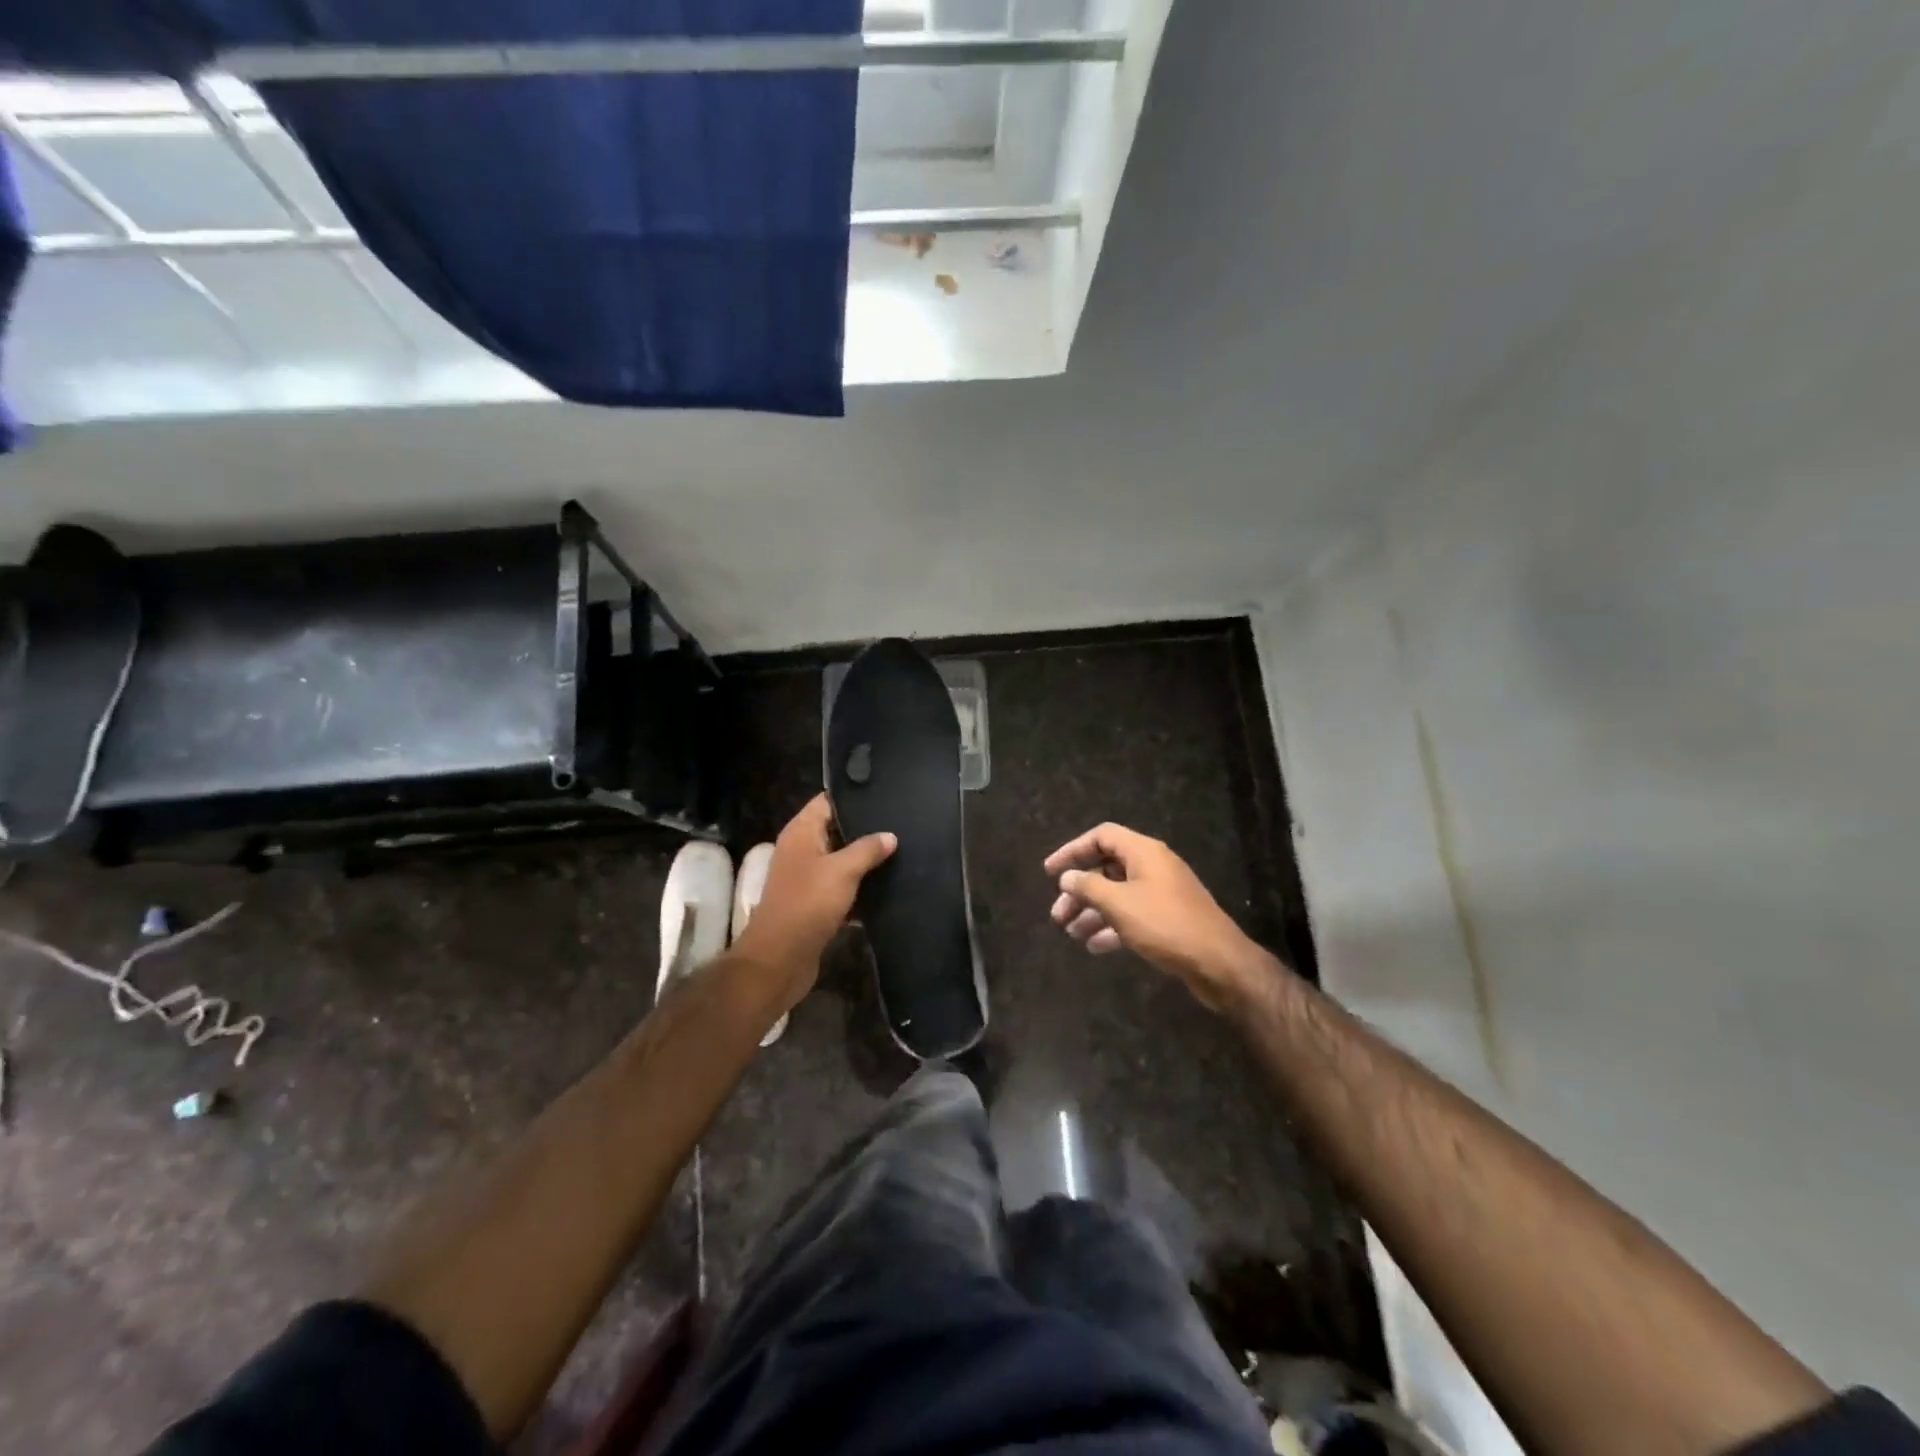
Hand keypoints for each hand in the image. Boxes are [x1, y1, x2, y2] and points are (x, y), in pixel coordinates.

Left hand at [731, 794, 895, 1011]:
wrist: (780, 959)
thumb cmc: (808, 904)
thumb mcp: (842, 871)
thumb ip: (867, 849)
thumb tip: (890, 835)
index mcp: (801, 833)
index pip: (827, 801)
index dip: (853, 796)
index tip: (886, 794)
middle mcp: (801, 851)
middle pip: (836, 830)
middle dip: (865, 829)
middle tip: (901, 824)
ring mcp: (807, 878)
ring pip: (841, 860)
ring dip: (865, 860)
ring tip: (901, 851)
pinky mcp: (815, 904)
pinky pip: (842, 888)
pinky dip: (860, 888)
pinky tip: (889, 887)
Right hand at [1044, 823, 1276, 1011]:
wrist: (1219, 963)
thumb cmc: (1165, 924)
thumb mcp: (1119, 904)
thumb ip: (1088, 887)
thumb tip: (1067, 877)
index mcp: (1144, 852)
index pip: (1102, 836)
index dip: (1073, 850)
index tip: (1050, 872)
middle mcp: (1153, 867)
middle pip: (1107, 868)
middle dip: (1079, 890)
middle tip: (1057, 914)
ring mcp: (1162, 894)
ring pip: (1117, 895)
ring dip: (1092, 911)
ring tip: (1070, 933)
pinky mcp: (1168, 919)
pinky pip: (1131, 915)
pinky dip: (1111, 927)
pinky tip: (1094, 946)